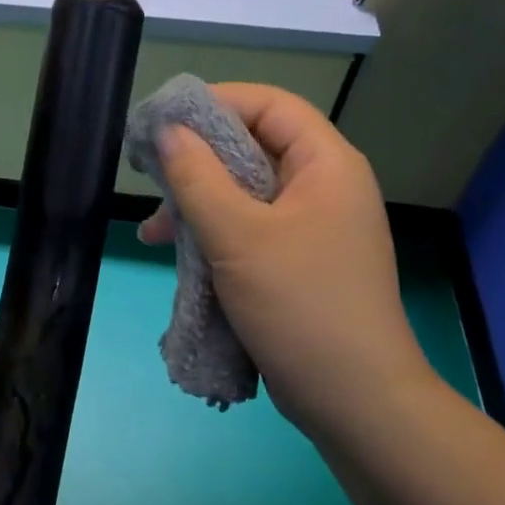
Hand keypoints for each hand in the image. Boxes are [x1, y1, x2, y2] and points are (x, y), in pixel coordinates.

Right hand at [139, 83, 427, 434]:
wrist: (355, 401)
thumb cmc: (300, 305)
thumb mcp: (238, 235)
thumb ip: (197, 177)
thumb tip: (167, 130)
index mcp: (326, 164)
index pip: (269, 105)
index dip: (216, 103)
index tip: (164, 120)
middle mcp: (322, 186)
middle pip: (253, 147)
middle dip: (197, 159)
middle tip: (149, 173)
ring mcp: (311, 226)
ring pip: (244, 192)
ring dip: (197, 203)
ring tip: (152, 229)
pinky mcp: (296, 261)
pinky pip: (248, 228)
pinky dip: (212, 233)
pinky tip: (174, 252)